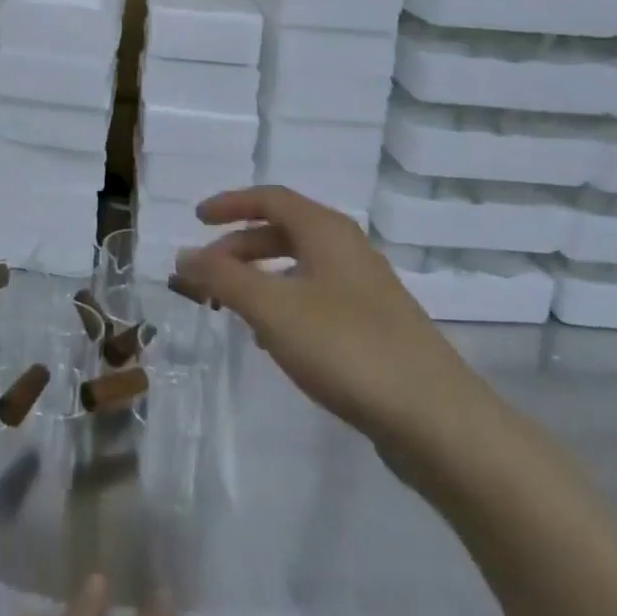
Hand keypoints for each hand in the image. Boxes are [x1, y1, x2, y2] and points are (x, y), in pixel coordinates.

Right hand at [171, 186, 493, 462]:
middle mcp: (348, 249)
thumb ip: (222, 278)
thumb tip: (183, 255)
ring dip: (259, 277)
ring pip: (299, 266)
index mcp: (326, 231)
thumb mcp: (271, 308)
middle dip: (239, 248)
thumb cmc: (345, 347)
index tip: (197, 220)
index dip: (230, 204)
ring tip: (231, 307)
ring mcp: (365, 288)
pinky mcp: (374, 325)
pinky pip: (316, 297)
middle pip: (283, 231)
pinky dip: (283, 303)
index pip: (270, 198)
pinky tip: (272, 338)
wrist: (433, 417)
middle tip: (206, 274)